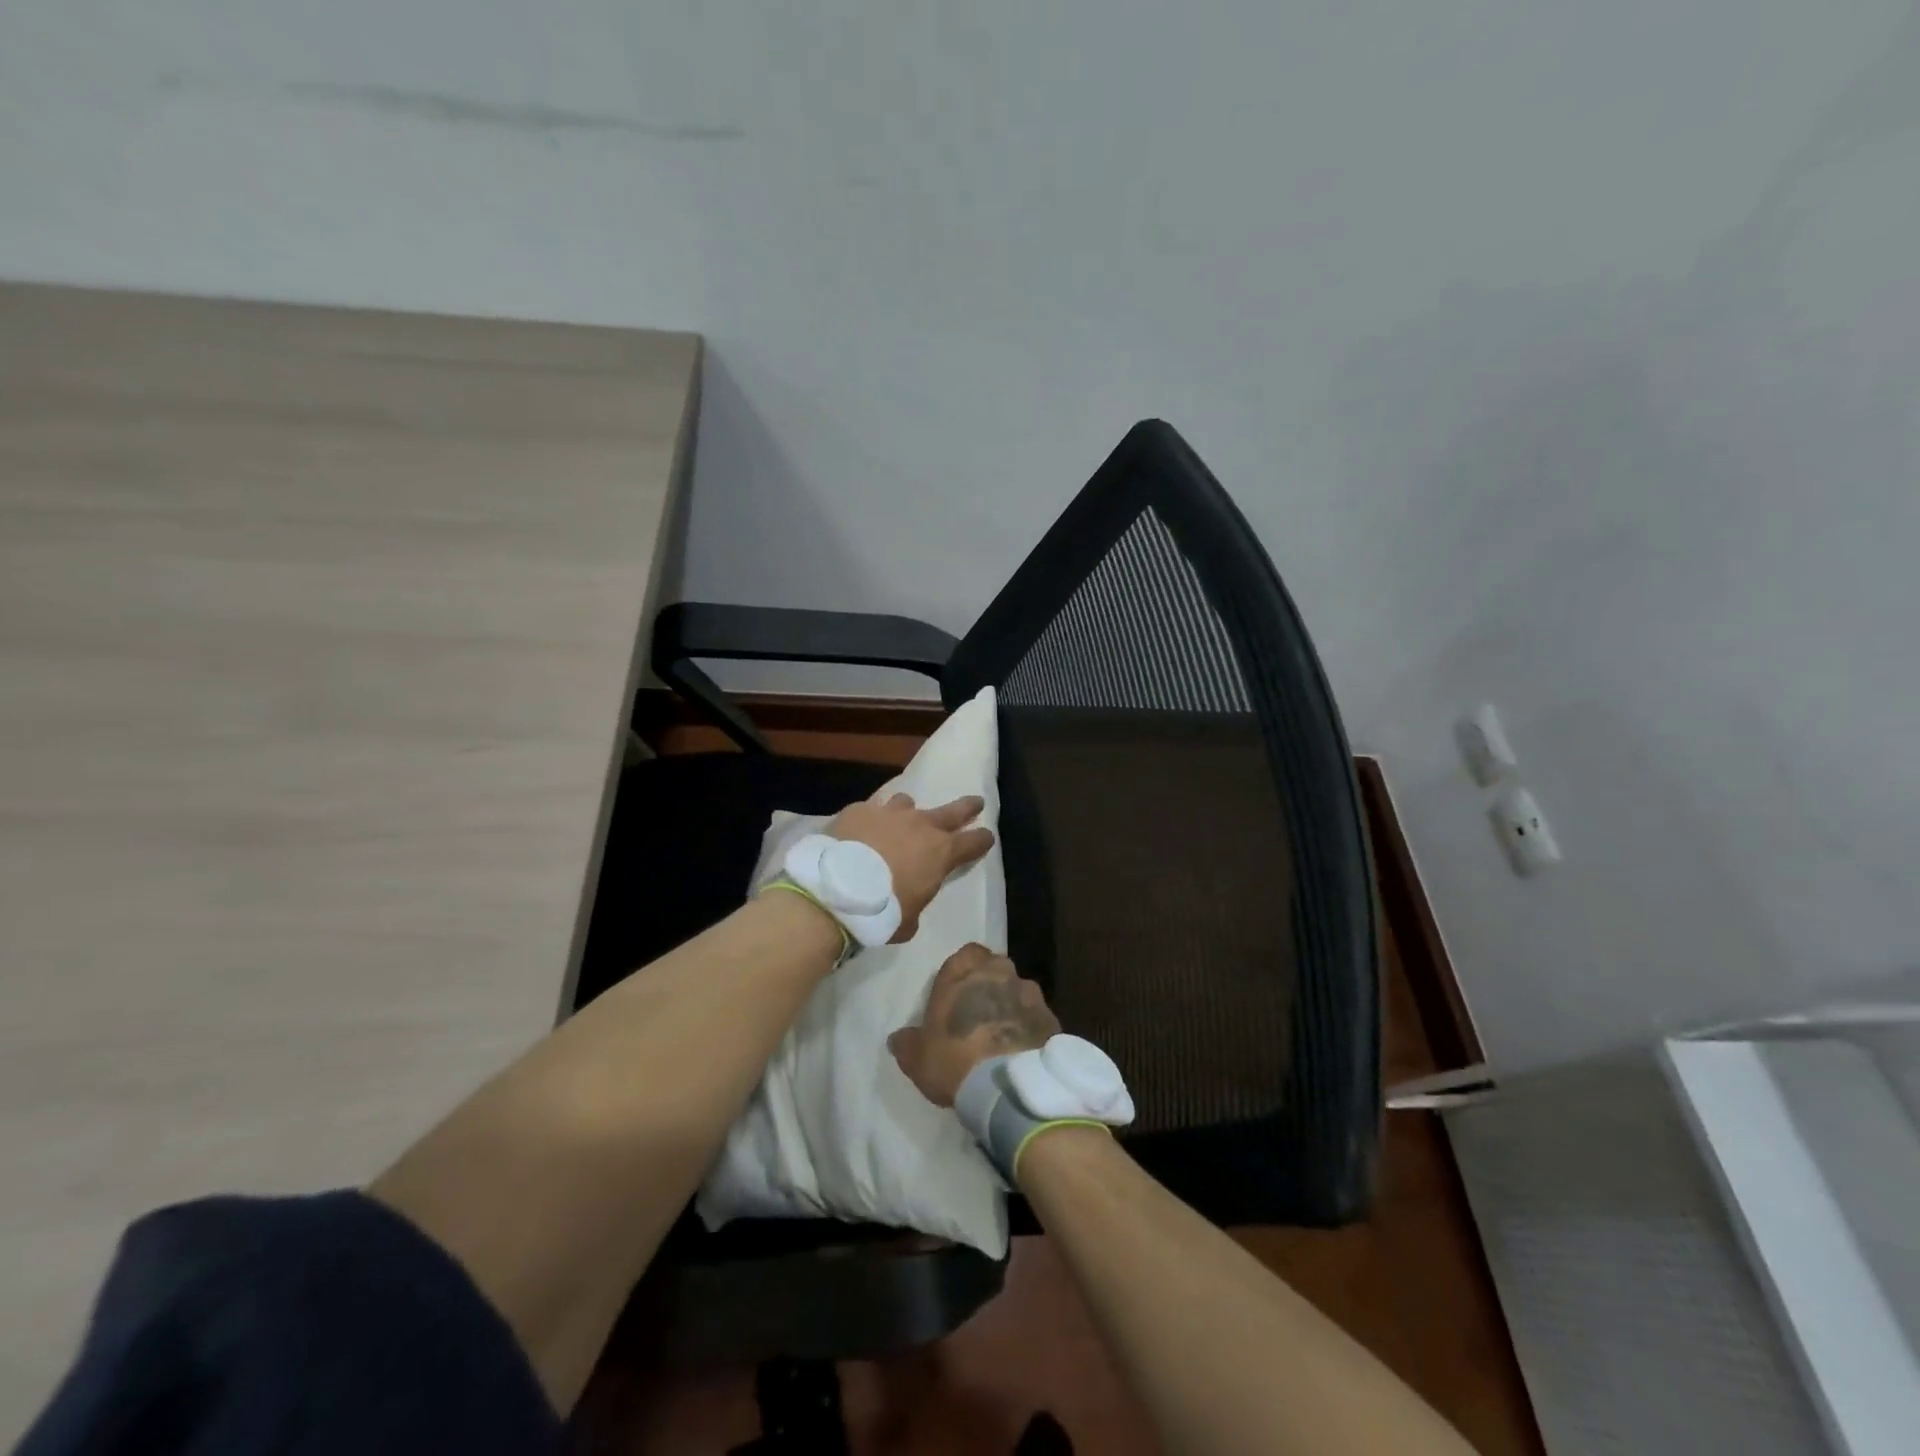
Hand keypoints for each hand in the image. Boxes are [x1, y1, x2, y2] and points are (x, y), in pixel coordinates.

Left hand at [828, 792, 994, 942]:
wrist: (836, 890)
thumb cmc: (881, 912)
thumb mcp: (908, 920)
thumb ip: (915, 903)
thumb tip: (908, 902)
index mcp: (941, 853)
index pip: (973, 842)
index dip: (982, 840)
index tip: (987, 837)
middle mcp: (920, 825)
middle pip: (953, 811)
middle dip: (967, 807)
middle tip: (976, 802)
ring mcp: (889, 813)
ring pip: (907, 802)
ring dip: (908, 812)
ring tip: (901, 819)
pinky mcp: (860, 810)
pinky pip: (872, 808)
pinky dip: (872, 818)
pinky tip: (862, 828)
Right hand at [888, 942, 1060, 1106]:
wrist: (1008, 1086)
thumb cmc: (954, 1059)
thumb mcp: (917, 1057)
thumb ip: (906, 1042)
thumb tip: (897, 1039)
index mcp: (964, 971)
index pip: (965, 954)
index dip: (962, 973)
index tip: (956, 996)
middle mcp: (1000, 971)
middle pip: (995, 969)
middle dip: (988, 986)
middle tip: (978, 1016)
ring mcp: (1030, 992)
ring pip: (1018, 991)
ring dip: (1011, 1006)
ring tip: (1002, 1037)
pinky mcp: (1051, 1017)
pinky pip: (1036, 1016)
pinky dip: (1029, 1027)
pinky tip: (1022, 1051)